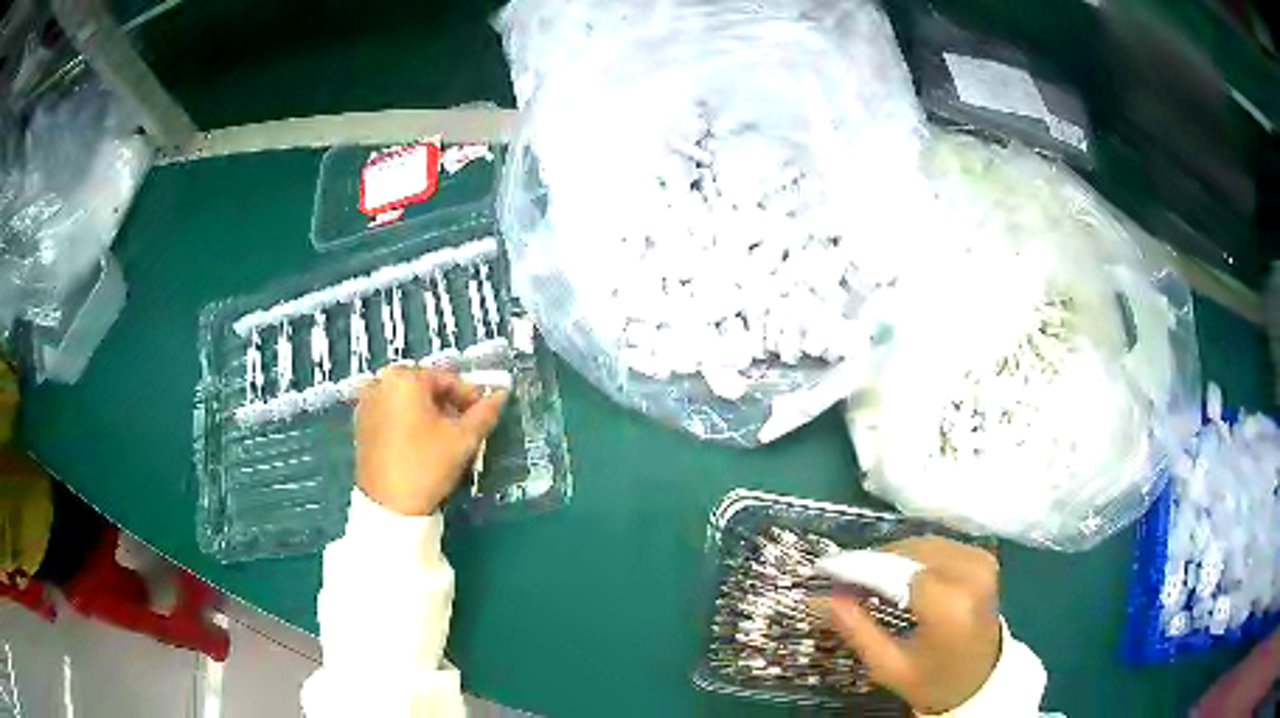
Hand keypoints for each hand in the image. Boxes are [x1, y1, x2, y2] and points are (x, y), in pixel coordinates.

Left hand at [355, 366, 507, 515]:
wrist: (388, 506)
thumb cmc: (426, 465)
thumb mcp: (463, 439)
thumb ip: (485, 413)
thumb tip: (500, 394)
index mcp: (405, 378)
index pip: (447, 379)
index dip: (470, 397)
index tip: (484, 416)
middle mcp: (381, 382)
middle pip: (424, 387)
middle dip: (447, 405)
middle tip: (465, 428)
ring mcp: (366, 403)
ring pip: (407, 401)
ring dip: (428, 413)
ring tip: (445, 438)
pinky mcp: (360, 424)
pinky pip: (391, 413)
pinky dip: (408, 421)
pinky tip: (421, 444)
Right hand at [828, 537, 1001, 714]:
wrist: (980, 679)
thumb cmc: (931, 679)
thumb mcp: (888, 666)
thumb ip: (858, 630)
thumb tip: (826, 596)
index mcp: (950, 606)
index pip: (898, 572)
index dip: (863, 570)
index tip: (831, 573)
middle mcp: (971, 575)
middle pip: (911, 552)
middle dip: (877, 562)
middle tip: (848, 580)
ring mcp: (982, 562)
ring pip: (925, 544)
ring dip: (895, 557)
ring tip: (872, 579)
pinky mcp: (984, 558)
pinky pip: (940, 545)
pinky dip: (916, 556)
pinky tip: (902, 575)